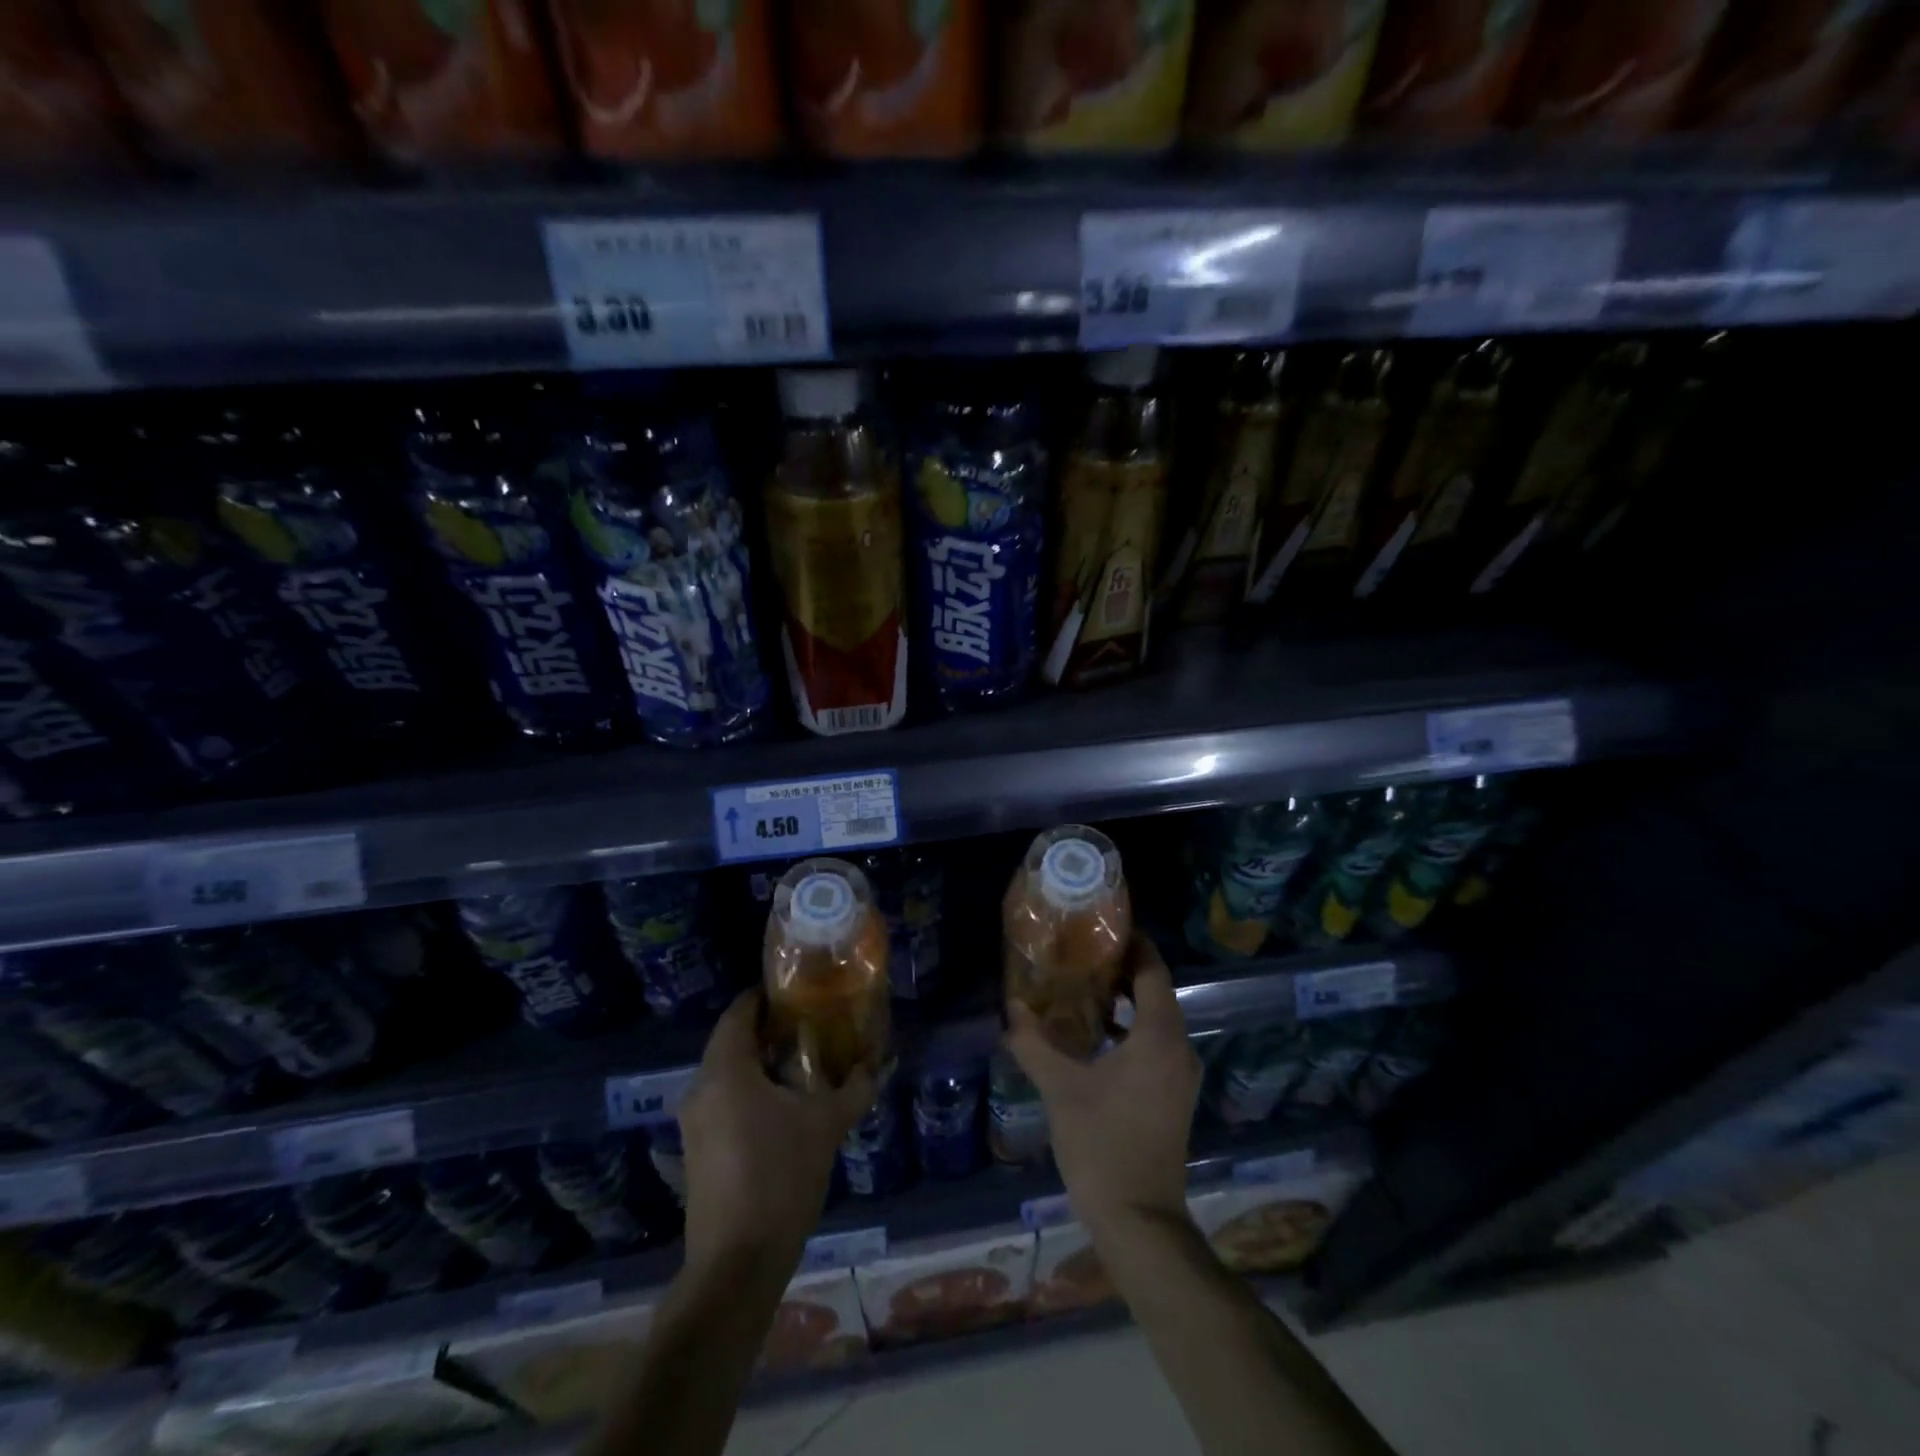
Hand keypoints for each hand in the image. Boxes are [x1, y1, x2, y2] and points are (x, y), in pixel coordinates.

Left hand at [676, 990, 875, 1273]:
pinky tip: (785, 1108)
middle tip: (812, 1026)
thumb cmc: (780, 1177)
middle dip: (770, 1031)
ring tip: (805, 1065)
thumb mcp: (827, 1125)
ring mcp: (694, 1123)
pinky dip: (751, 1092)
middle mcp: (701, 1088)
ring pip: (728, 1074)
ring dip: (762, 1064)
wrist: (736, 1265)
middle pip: (732, 1041)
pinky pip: (724, 1102)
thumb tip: (878, 1064)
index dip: (766, 996)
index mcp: (725, 1070)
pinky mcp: (699, 1152)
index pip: (739, 1012)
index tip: (799, 992)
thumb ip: (855, 1088)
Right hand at [1005, 937, 1201, 1238]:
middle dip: (1122, 968)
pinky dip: (1131, 1027)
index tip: (1101, 925)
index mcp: (1159, 1036)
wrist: (1140, 1221)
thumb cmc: (1102, 1146)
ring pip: (1156, 1018)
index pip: (1152, 970)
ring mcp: (1180, 1074)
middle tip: (1081, 952)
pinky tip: (1095, 1033)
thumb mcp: (1060, 1089)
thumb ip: (1034, 1043)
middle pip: (1156, 990)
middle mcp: (1179, 1048)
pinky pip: (1155, 1042)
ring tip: (1082, 985)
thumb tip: (1011, 1008)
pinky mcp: (1174, 1094)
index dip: (1132, 943)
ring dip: (1125, 999)